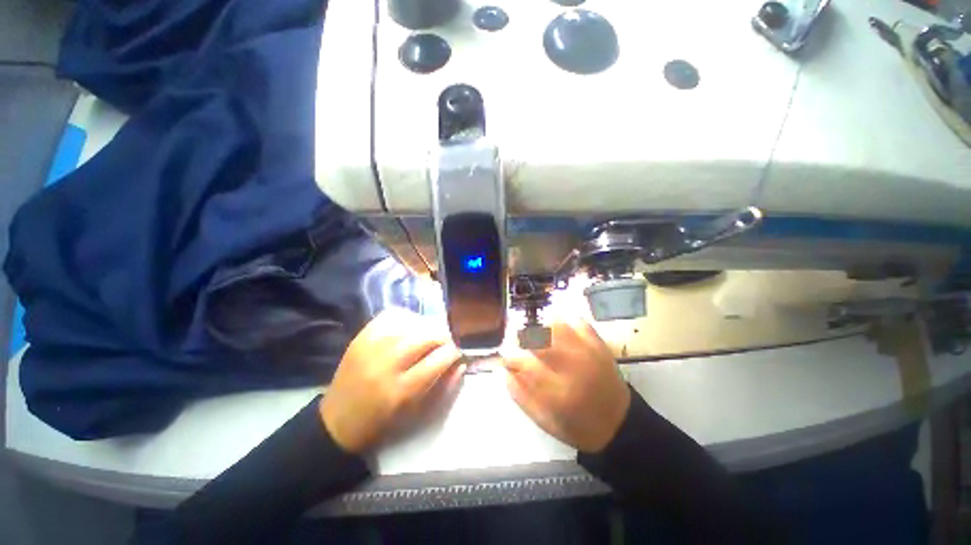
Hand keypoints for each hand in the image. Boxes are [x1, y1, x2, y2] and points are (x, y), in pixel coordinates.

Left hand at [320, 309, 464, 453]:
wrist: (336, 422)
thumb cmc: (381, 424)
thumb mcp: (416, 415)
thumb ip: (443, 387)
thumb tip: (461, 364)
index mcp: (400, 391)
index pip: (438, 360)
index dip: (453, 353)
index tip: (457, 353)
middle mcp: (385, 365)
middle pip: (426, 336)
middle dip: (443, 337)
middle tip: (445, 344)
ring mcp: (370, 347)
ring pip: (411, 323)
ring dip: (427, 326)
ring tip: (429, 336)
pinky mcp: (360, 338)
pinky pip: (391, 316)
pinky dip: (406, 318)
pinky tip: (409, 328)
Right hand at [503, 318, 629, 452]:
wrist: (620, 426)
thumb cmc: (578, 427)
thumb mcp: (545, 421)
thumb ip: (521, 396)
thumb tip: (505, 372)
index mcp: (557, 391)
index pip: (524, 364)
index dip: (510, 358)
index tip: (506, 360)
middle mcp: (572, 368)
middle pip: (539, 339)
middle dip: (523, 336)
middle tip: (520, 341)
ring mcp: (588, 354)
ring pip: (558, 326)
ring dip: (544, 327)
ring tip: (539, 334)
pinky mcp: (601, 348)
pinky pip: (581, 324)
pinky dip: (567, 323)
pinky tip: (561, 330)